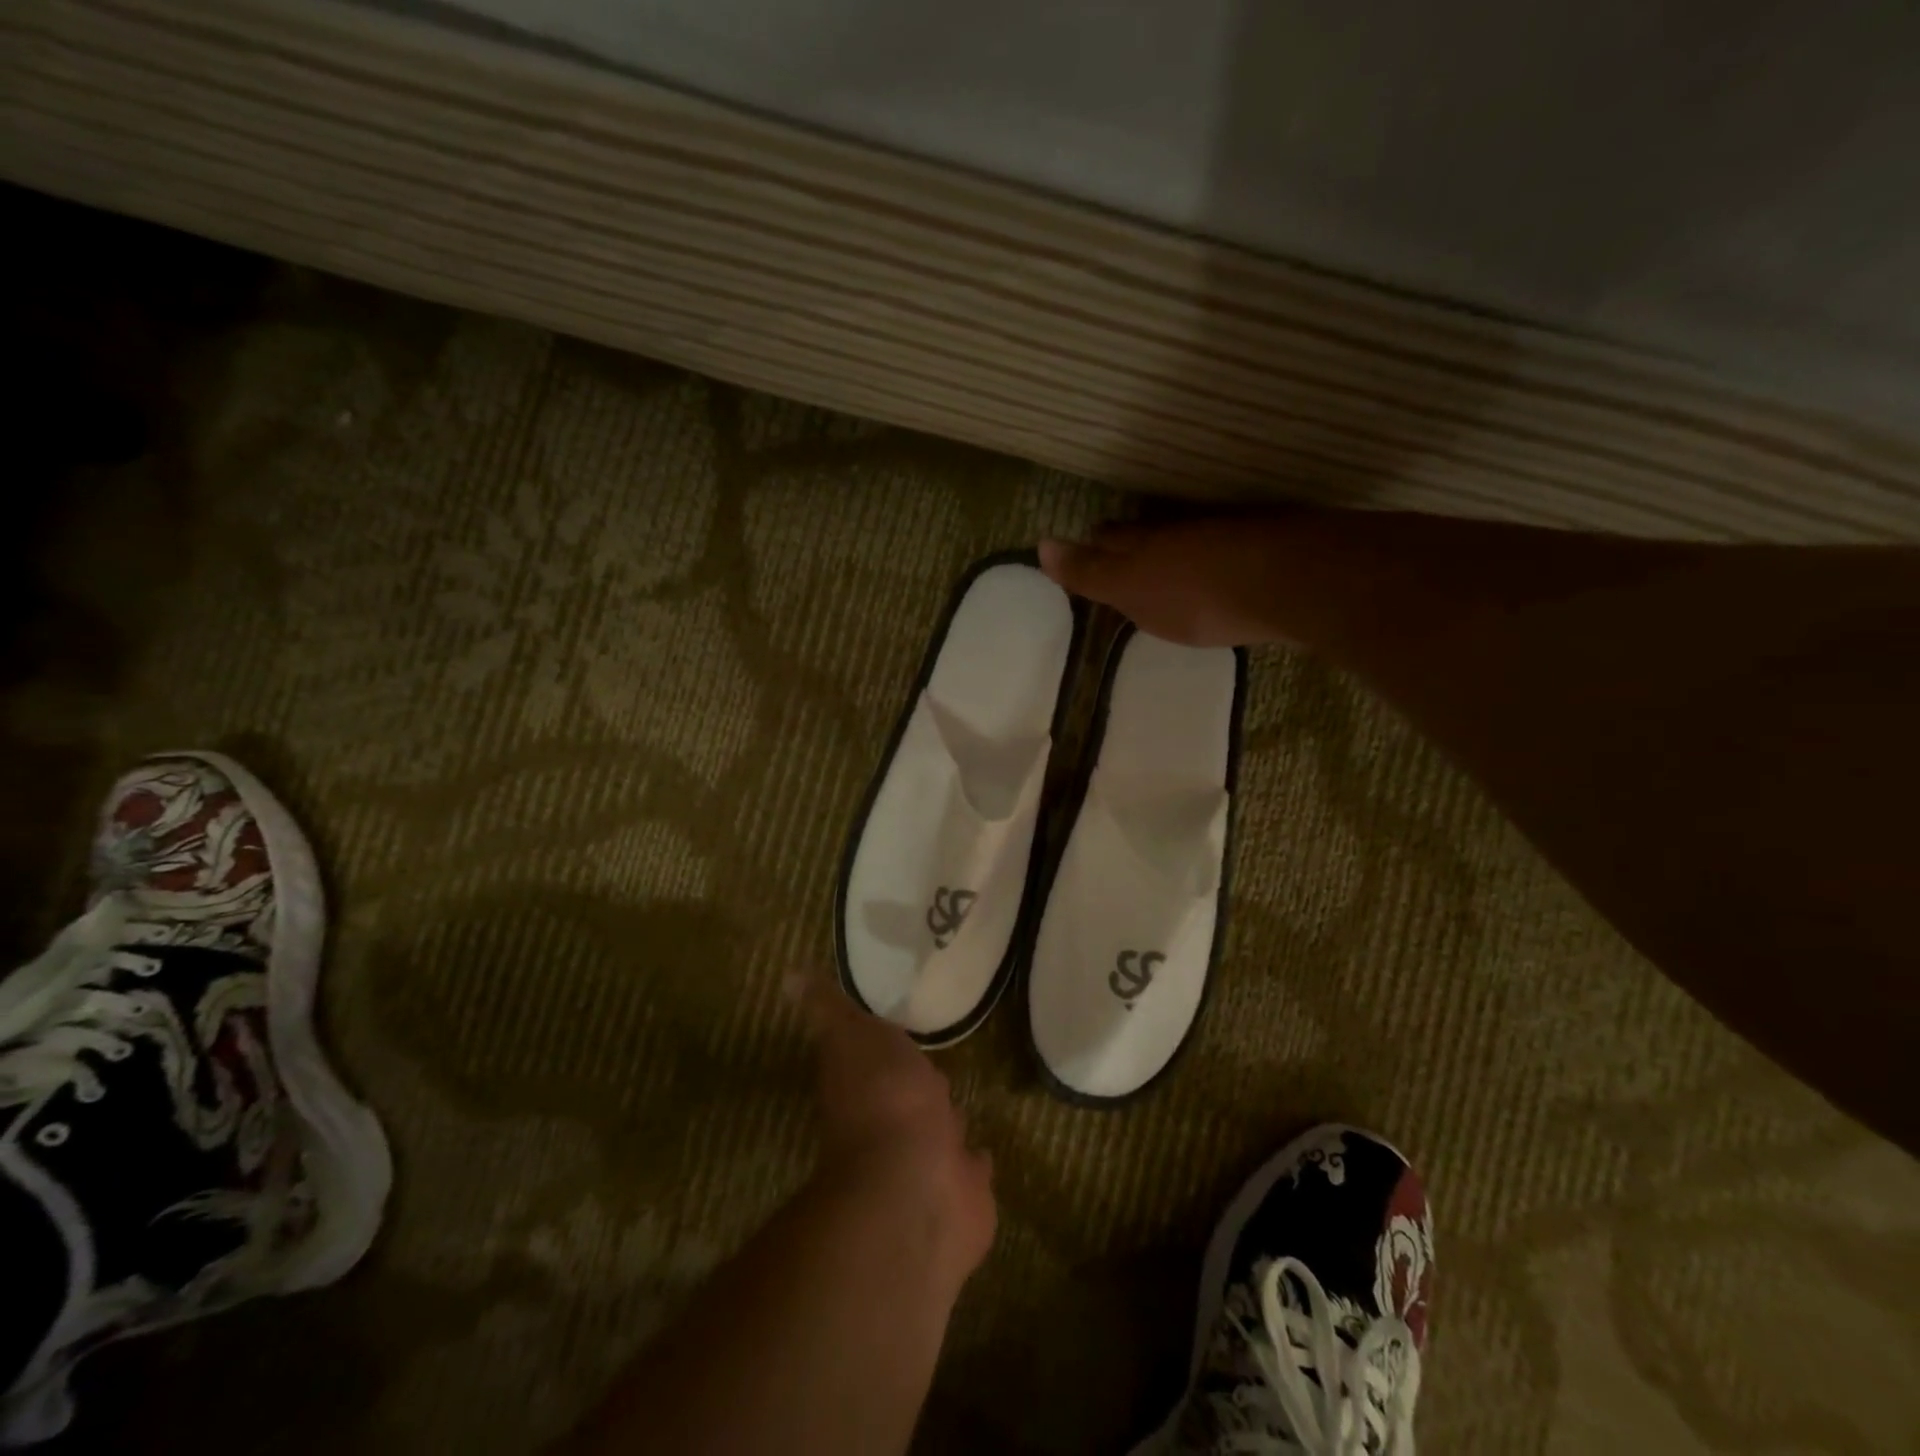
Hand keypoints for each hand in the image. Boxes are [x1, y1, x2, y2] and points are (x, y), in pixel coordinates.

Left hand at [789, 975, 996, 1281]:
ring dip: (945, 1120)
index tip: (897, 1028)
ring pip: (938, 1131)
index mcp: (865, 1085)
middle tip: (934, 1066)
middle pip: (909, 1095)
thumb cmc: (885, 1101)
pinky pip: (970, 1169)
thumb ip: (831, 1010)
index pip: (875, 1058)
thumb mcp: (852, 1036)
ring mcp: (927, 1162)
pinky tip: (981, 1151)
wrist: (915, 1187)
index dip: (884, 1045)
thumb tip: (790, 976)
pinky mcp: (961, 1193)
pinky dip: (974, 1161)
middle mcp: (892, 1125)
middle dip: (919, 1083)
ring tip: (958, 1100)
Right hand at [1039, 518, 1296, 647]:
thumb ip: (1089, 574)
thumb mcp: (1132, 592)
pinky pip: (1223, 545)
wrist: (1286, 583)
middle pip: (1147, 531)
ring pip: (1185, 536)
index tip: (1087, 544)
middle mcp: (1180, 531)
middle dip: (1129, 539)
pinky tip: (1215, 565)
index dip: (1094, 544)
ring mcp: (1223, 534)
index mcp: (1145, 544)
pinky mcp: (1261, 546)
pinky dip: (1210, 554)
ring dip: (1171, 544)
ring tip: (1163, 557)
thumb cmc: (1197, 597)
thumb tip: (1040, 545)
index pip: (1110, 540)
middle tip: (1117, 547)